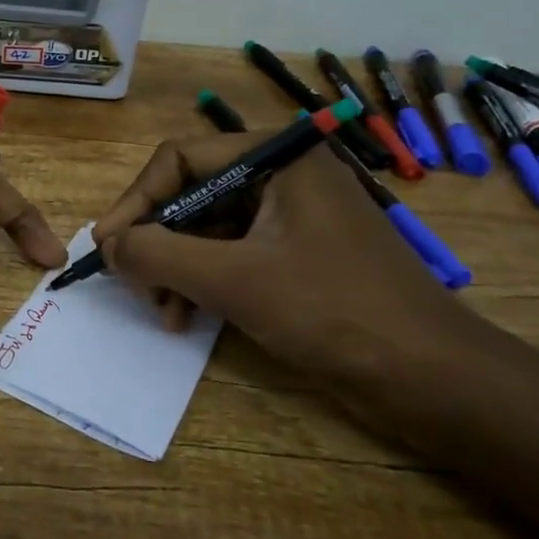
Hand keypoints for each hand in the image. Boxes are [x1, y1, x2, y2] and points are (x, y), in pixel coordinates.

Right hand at [91, 135, 474, 383]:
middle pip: (193, 195)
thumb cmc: (334, 312)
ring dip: (176, 268)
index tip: (105, 246)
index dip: (136, 201)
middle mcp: (283, 178)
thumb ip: (160, 255)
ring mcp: (292, 219)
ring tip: (162, 312)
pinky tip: (188, 318)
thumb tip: (107, 245)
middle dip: (157, 242)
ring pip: (209, 230)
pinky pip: (232, 256)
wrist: (433, 379)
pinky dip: (204, 283)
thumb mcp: (234, 281)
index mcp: (278, 159)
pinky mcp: (297, 257)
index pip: (182, 159)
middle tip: (132, 284)